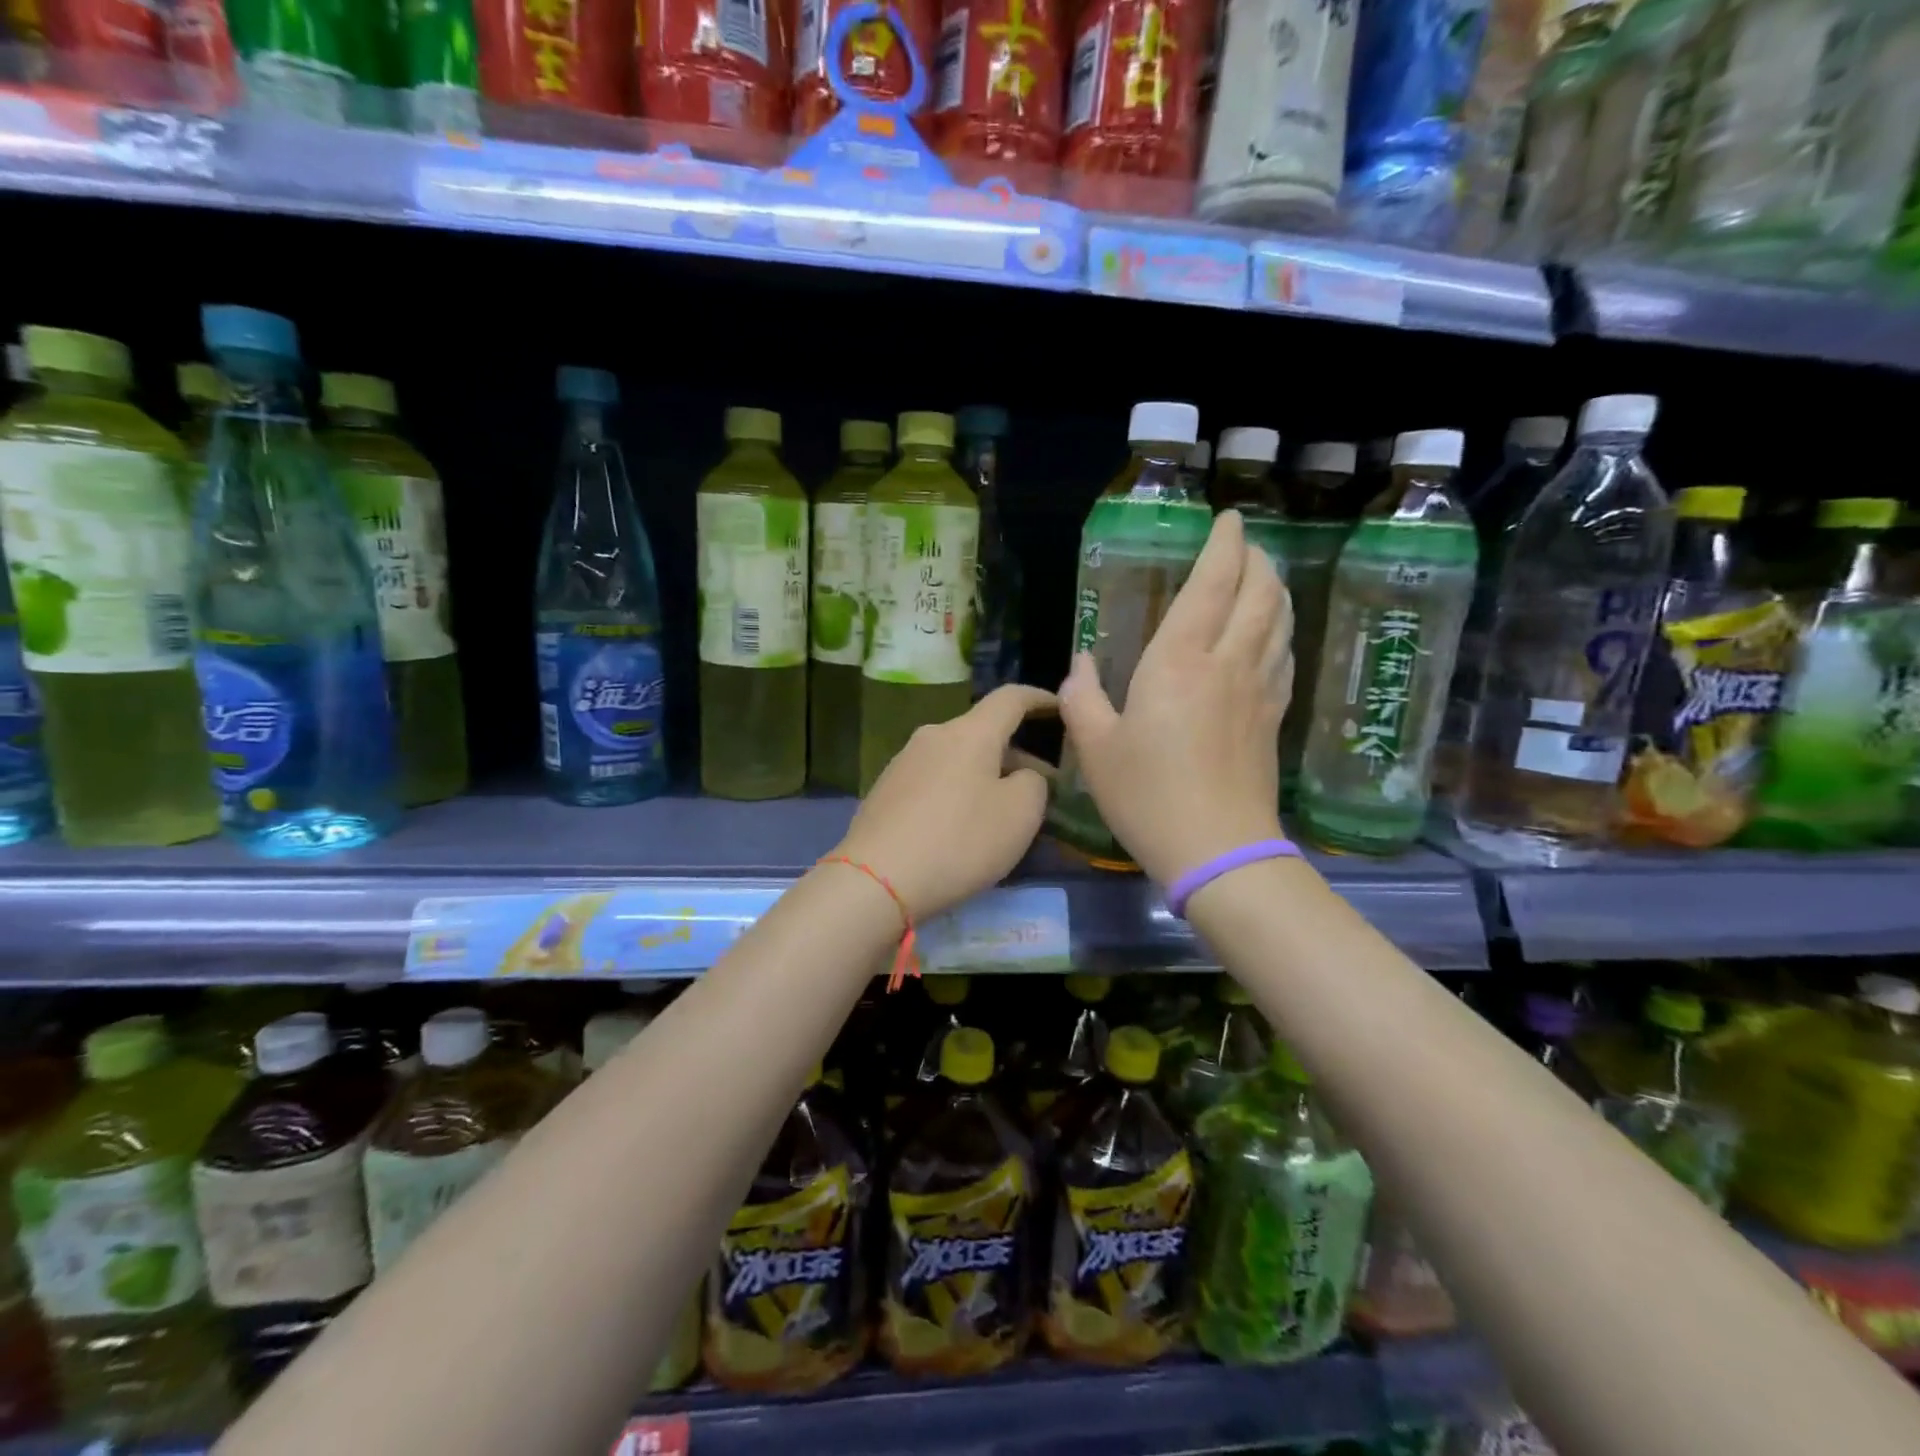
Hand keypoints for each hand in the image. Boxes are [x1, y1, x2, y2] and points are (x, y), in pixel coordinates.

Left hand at [834, 684, 1055, 919]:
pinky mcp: (885, 791)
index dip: (1039, 698)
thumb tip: (1021, 775)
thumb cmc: (960, 840)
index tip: (1060, 707)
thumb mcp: (1021, 813)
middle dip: (1016, 754)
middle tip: (1041, 786)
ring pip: (957, 758)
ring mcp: (903, 762)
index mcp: (970, 732)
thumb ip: (1034, 783)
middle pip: (983, 732)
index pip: (1011, 698)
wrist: (877, 879)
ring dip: (985, 775)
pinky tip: (961, 827)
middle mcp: (933, 735)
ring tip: (1002, 811)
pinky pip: (934, 780)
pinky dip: (957, 792)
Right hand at [1058, 510, 1292, 886]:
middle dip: (1255, 559)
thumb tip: (1079, 665)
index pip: (1213, 584)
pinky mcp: (1273, 719)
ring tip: (1262, 577)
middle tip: (1243, 544)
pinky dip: (1279, 633)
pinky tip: (1271, 638)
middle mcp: (1228, 664)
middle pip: (1259, 593)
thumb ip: (1082, 698)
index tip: (1227, 519)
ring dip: (1274, 590)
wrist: (1216, 849)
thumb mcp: (1096, 747)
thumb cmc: (1147, 795)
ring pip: (1279, 622)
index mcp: (1180, 662)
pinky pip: (1283, 658)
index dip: (1224, 545)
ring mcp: (1258, 691)